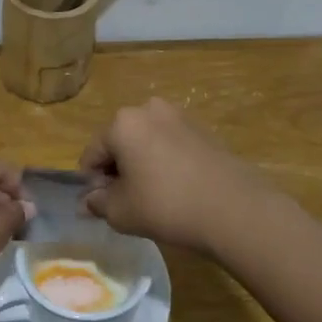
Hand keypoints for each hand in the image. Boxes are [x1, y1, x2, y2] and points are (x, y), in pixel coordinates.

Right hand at [79, 98, 273, 253]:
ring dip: (142, 165)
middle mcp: (148, 109)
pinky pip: (170, 145)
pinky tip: (177, 190)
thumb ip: (97, 203)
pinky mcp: (203, 130)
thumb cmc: (166, 206)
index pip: (92, 154)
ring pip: (146, 143)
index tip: (104, 206)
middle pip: (119, 143)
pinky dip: (166, 163)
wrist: (234, 209)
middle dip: (118, 171)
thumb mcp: (121, 212)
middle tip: (128, 203)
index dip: (93, 183)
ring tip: (155, 197)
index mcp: (122, 123)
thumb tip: (87, 201)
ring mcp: (179, 116)